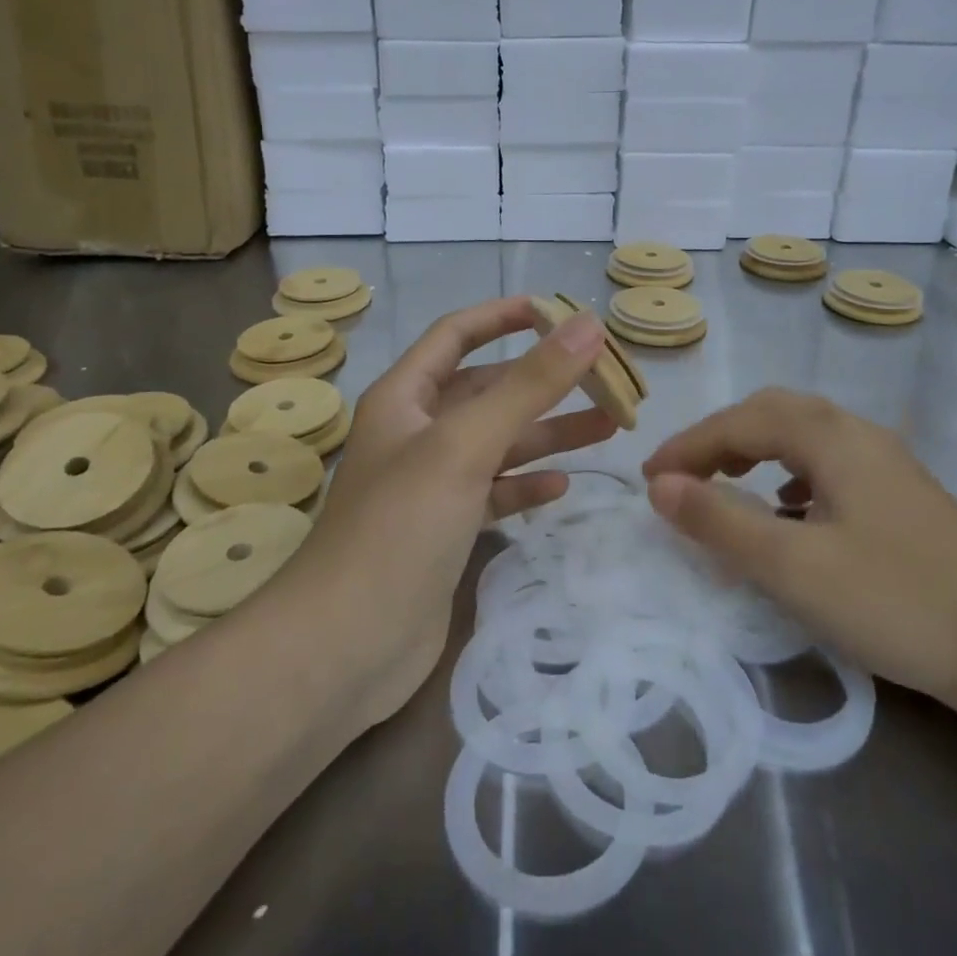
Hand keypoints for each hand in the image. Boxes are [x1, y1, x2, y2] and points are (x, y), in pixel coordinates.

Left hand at [303, 297, 615, 721]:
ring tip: (610, 425)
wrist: (346, 645)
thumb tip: (587, 325)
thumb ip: (529, 385)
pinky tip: (562, 485)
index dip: (504, 315)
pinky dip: (526, 484)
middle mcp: (416, 433)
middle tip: (606, 380)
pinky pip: (494, 493)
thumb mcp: (466, 444)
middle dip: (543, 382)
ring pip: (498, 443)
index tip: (558, 310)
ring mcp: (431, 485)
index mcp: (405, 397)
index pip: (456, 334)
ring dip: (548, 433)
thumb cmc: (400, 526)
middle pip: (488, 391)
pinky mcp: (444, 531)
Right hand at [642, 389, 956, 711]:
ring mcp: (887, 462)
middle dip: (719, 437)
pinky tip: (789, 512)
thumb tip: (660, 486)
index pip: (739, 422)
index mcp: (830, 437)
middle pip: (773, 412)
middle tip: (684, 476)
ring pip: (803, 434)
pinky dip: (789, 473)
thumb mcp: (791, 566)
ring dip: (755, 449)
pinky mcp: (903, 494)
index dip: (687, 446)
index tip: (648, 480)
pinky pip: (828, 462)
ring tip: (726, 484)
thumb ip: (720, 520)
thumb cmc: (895, 602)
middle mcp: (859, 433)